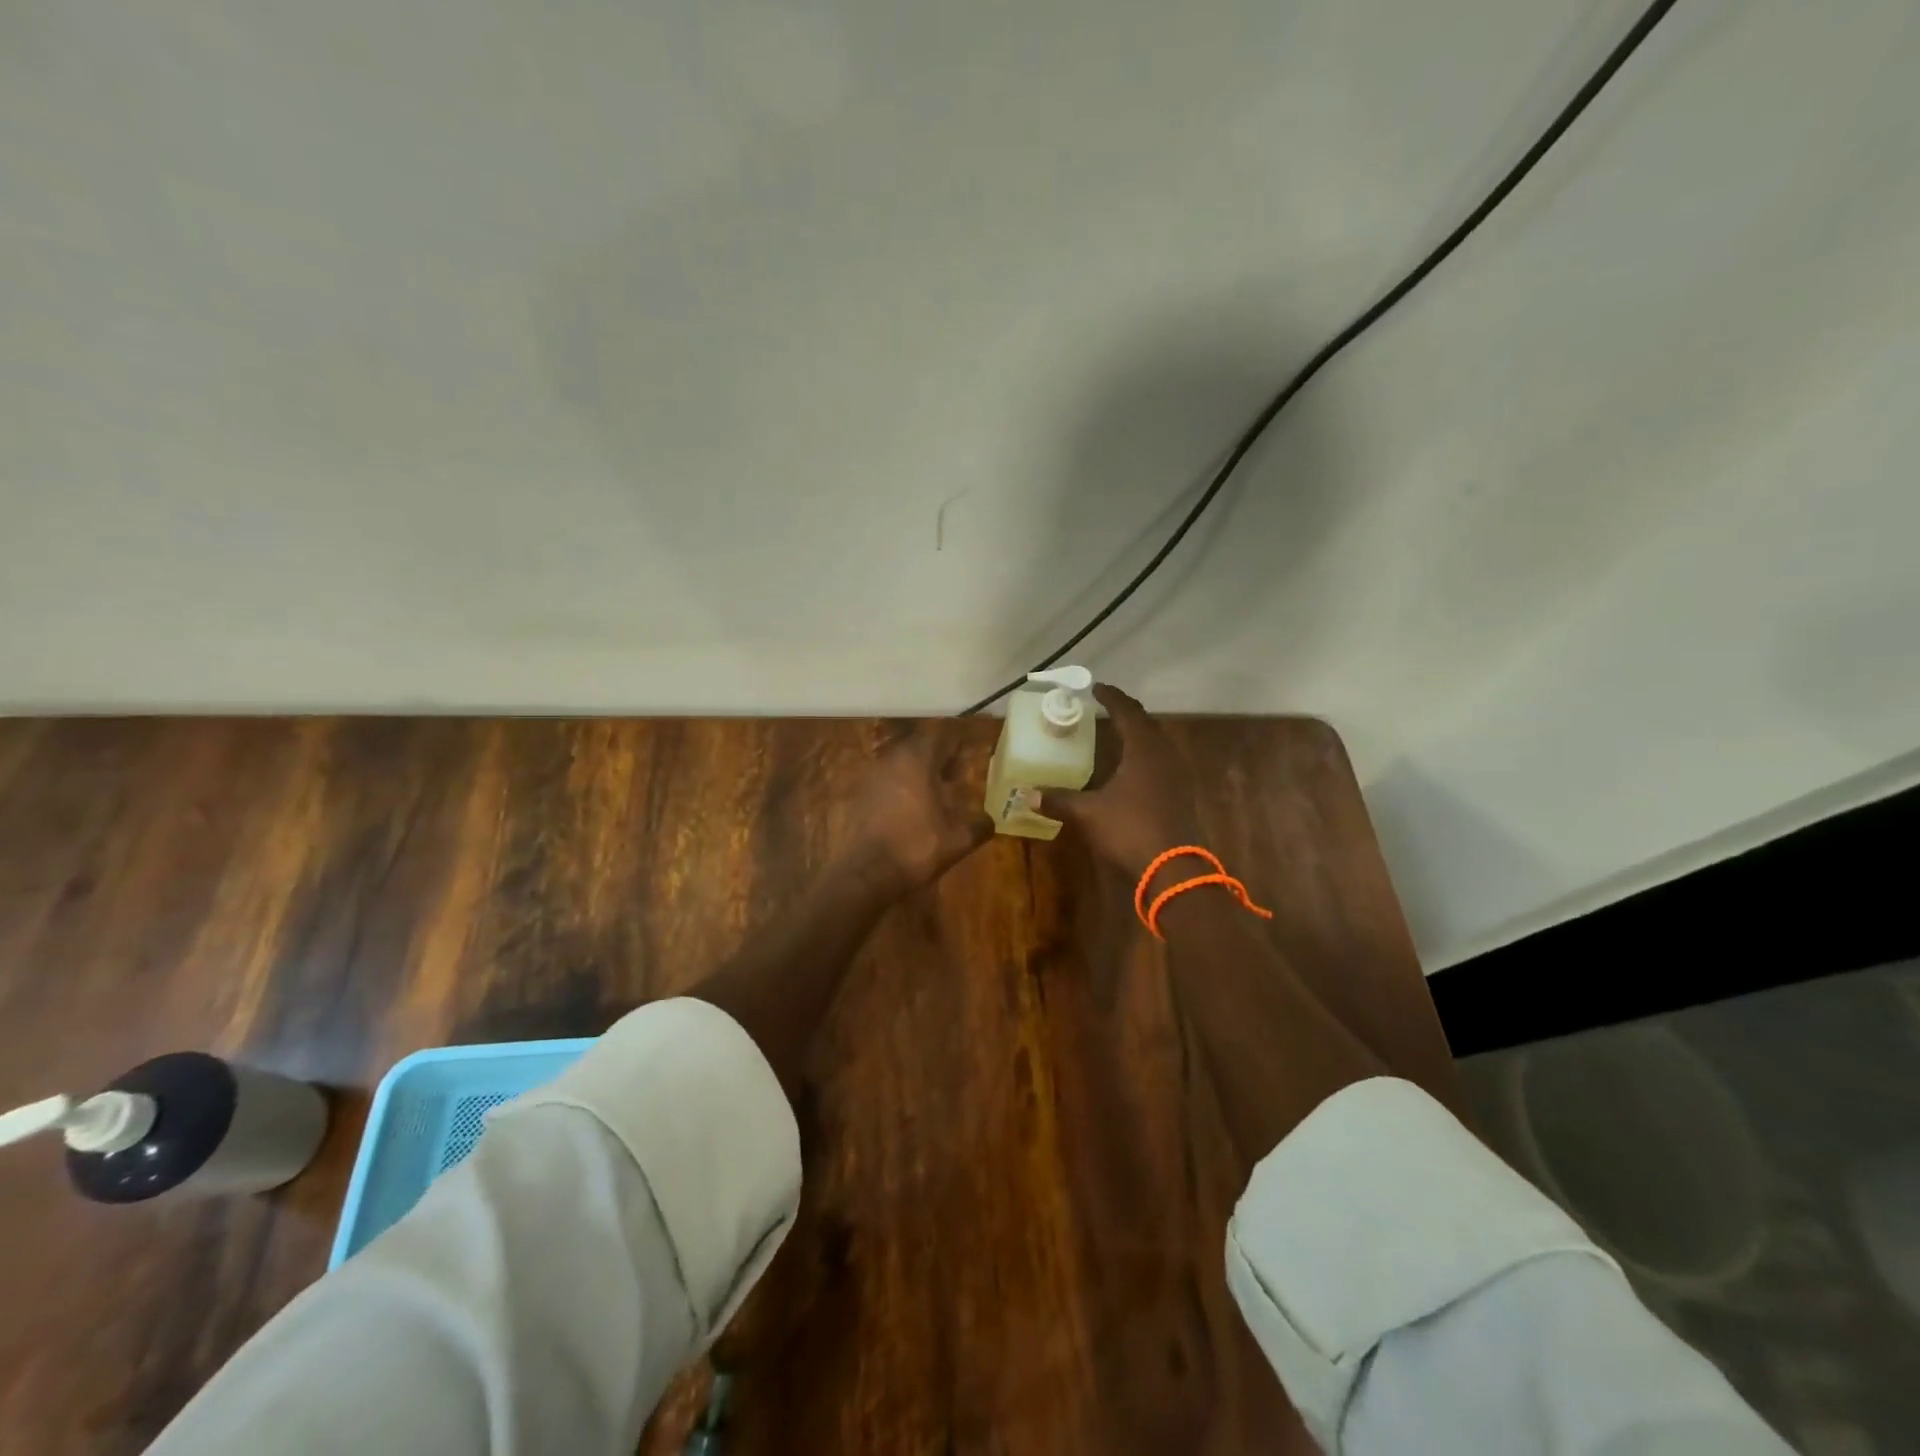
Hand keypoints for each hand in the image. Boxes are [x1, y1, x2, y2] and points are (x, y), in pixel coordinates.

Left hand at [846, 729, 993, 894]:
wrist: (867, 873)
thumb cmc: (917, 847)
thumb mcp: (959, 839)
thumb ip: (979, 825)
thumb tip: (989, 821)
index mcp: (916, 760)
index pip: (940, 738)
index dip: (956, 747)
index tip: (967, 760)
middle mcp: (890, 760)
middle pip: (917, 749)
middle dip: (937, 760)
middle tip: (953, 778)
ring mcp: (870, 778)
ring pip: (899, 766)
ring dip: (917, 775)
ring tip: (933, 796)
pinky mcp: (857, 797)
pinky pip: (884, 784)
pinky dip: (899, 791)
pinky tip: (909, 812)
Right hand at [1048, 684, 1202, 878]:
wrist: (1174, 869)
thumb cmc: (1130, 829)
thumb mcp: (1089, 813)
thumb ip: (1060, 800)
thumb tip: (1028, 794)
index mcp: (1144, 749)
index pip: (1127, 712)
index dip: (1111, 698)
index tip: (1096, 688)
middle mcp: (1164, 755)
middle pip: (1146, 724)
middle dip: (1125, 714)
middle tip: (1104, 709)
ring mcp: (1177, 775)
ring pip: (1156, 743)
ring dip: (1137, 734)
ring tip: (1116, 734)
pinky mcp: (1181, 794)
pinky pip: (1161, 762)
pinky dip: (1145, 755)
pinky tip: (1132, 768)